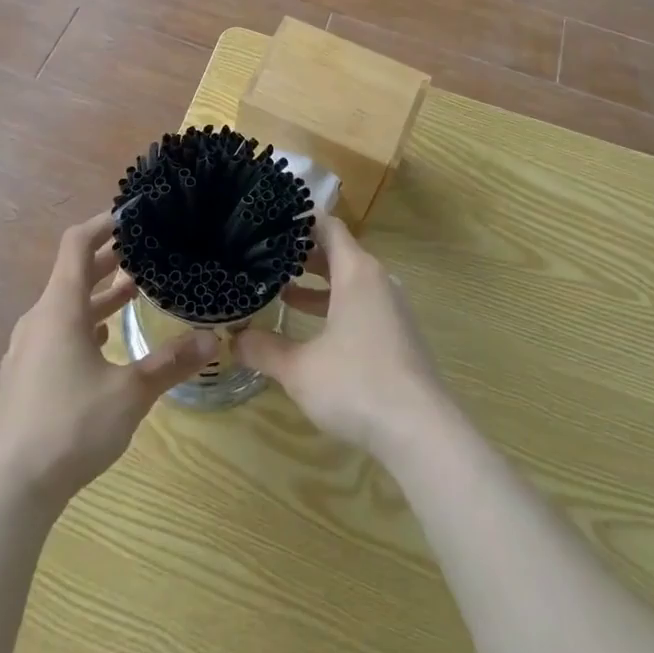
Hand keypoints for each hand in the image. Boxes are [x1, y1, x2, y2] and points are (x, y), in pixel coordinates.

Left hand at [0, 211, 217, 510]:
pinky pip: (56, 332)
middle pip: (72, 273)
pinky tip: (104, 342)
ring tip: (133, 293)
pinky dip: (82, 324)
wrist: (11, 489)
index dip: (103, 223)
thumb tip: (213, 338)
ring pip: (65, 306)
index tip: (132, 216)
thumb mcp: (130, 393)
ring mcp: (26, 349)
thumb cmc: (71, 426)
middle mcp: (39, 319)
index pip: (76, 244)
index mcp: (60, 309)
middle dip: (108, 260)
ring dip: (98, 295)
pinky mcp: (23, 376)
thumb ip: (171, 362)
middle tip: (145, 253)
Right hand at [236, 217, 448, 458]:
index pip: (328, 226)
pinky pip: (361, 303)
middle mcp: (377, 280)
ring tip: (280, 290)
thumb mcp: (299, 368)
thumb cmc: (357, 385)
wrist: (421, 432)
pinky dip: (334, 305)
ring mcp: (391, 308)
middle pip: (338, 252)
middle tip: (264, 255)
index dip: (299, 220)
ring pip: (349, 280)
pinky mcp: (397, 334)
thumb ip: (263, 349)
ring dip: (317, 283)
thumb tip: (232, 338)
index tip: (269, 221)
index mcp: (356, 272)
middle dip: (302, 253)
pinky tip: (310, 329)